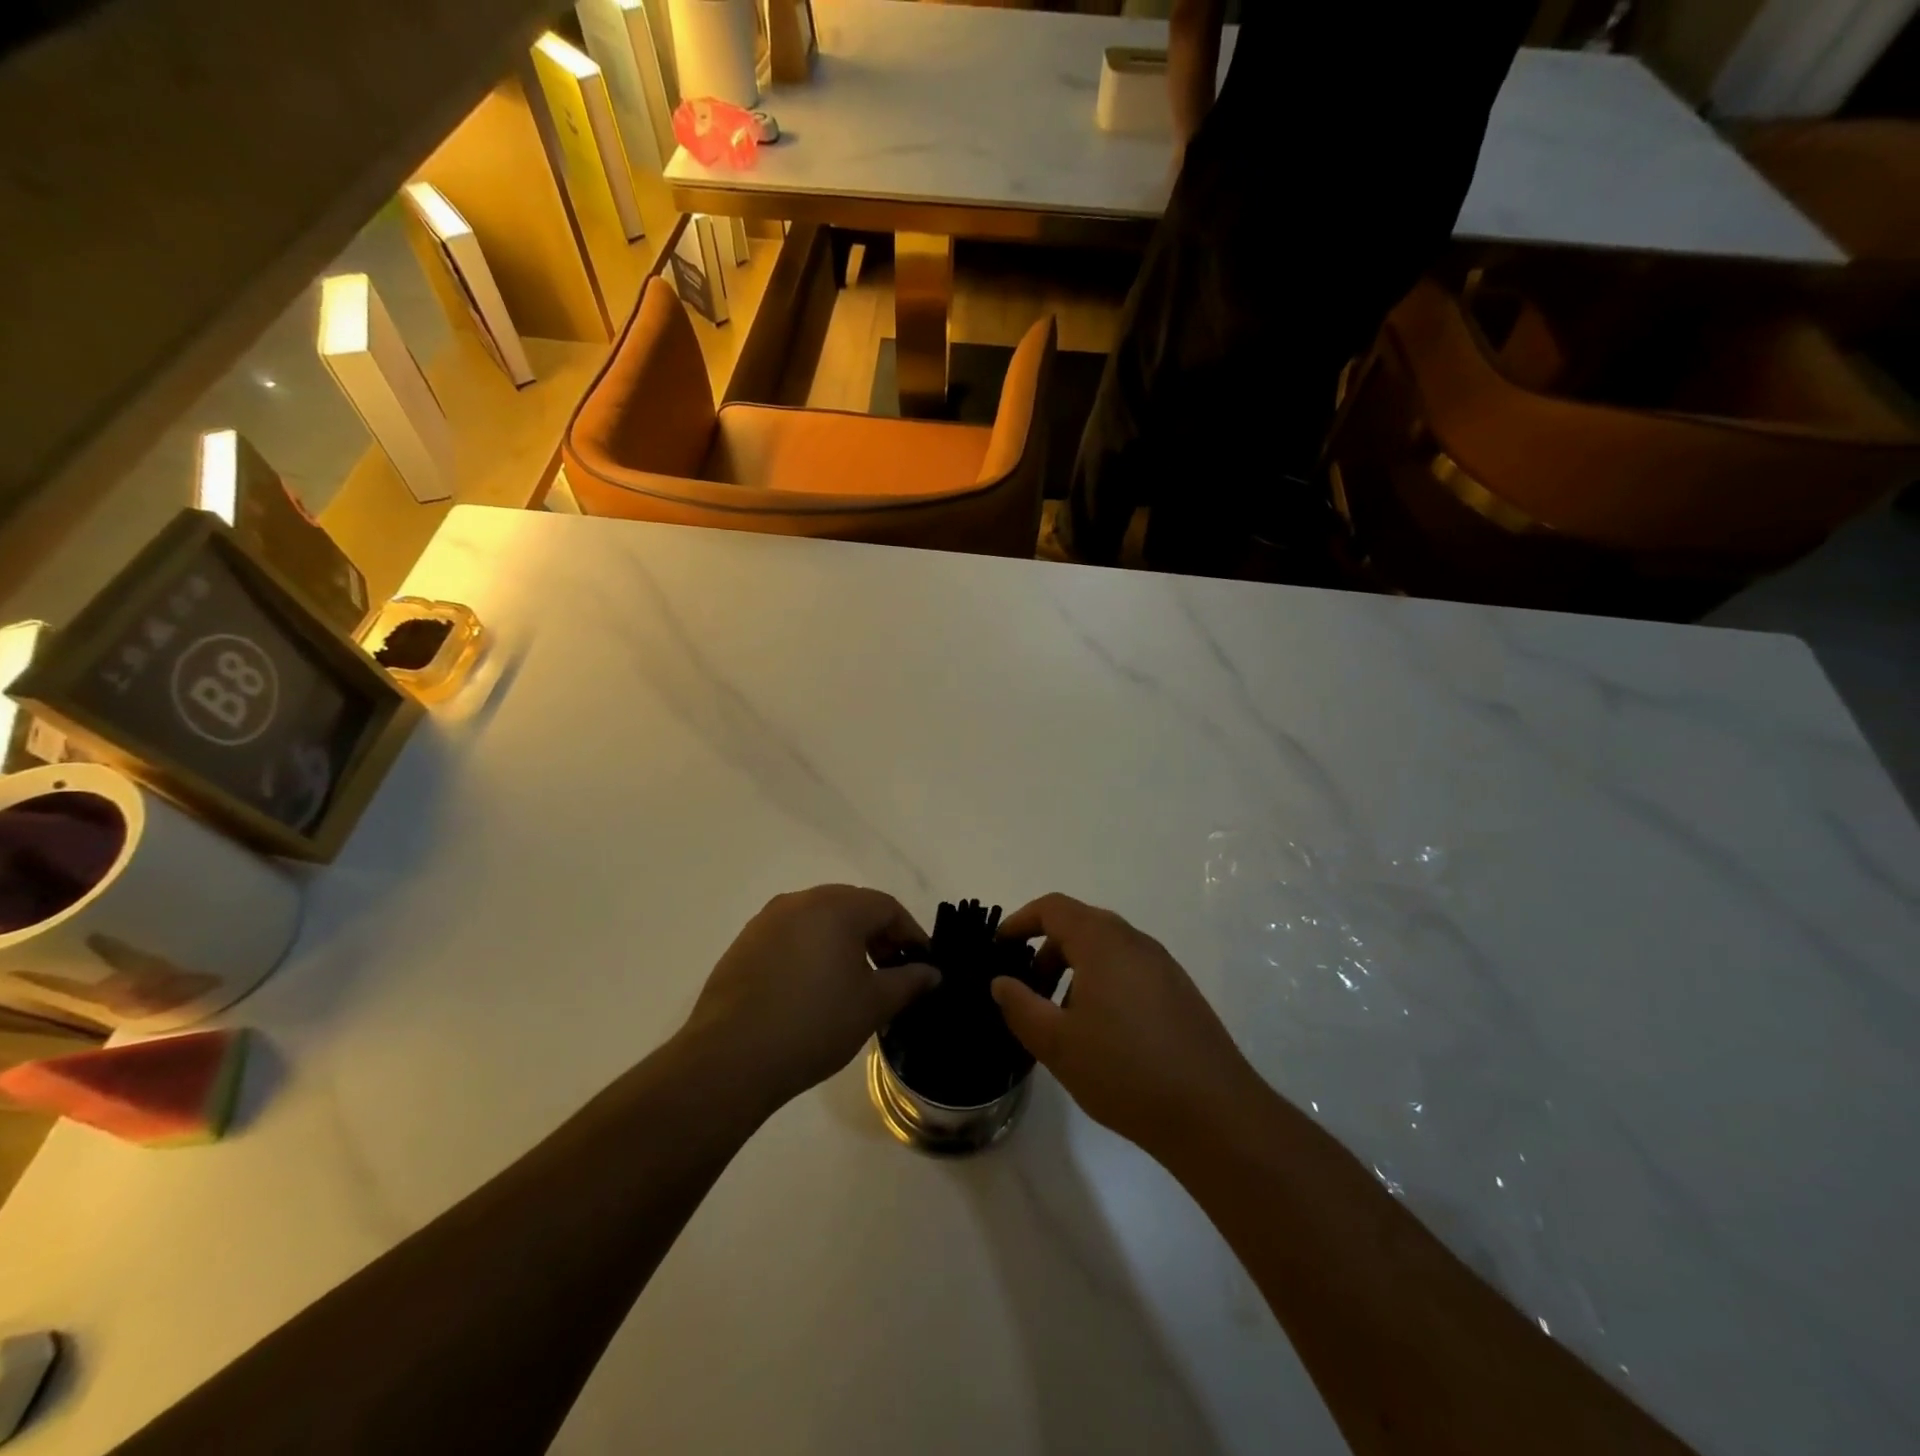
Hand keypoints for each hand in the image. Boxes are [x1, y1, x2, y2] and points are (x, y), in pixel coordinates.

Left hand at [682, 885, 938, 1114]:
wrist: (730, 1058)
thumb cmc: (814, 1023)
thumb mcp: (873, 1005)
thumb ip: (909, 982)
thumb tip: (931, 973)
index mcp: (836, 906)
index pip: (886, 907)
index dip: (911, 933)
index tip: (922, 965)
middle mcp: (800, 901)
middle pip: (852, 907)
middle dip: (878, 935)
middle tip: (893, 971)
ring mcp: (767, 921)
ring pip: (819, 920)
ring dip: (844, 942)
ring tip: (854, 982)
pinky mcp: (744, 944)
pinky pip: (791, 936)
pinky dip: (812, 951)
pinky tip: (813, 989)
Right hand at [990, 894, 1262, 1160]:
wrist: (1214, 1113)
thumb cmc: (1124, 1071)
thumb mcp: (1057, 1043)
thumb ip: (1020, 1006)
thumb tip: (1002, 981)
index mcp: (1102, 941)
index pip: (1053, 908)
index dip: (1020, 921)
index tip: (999, 949)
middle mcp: (1135, 941)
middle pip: (1080, 926)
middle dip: (1046, 952)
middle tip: (1028, 992)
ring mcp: (1163, 965)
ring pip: (1106, 950)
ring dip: (1075, 971)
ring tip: (1062, 1020)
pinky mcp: (1180, 991)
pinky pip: (1129, 970)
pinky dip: (1103, 983)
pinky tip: (1102, 1034)